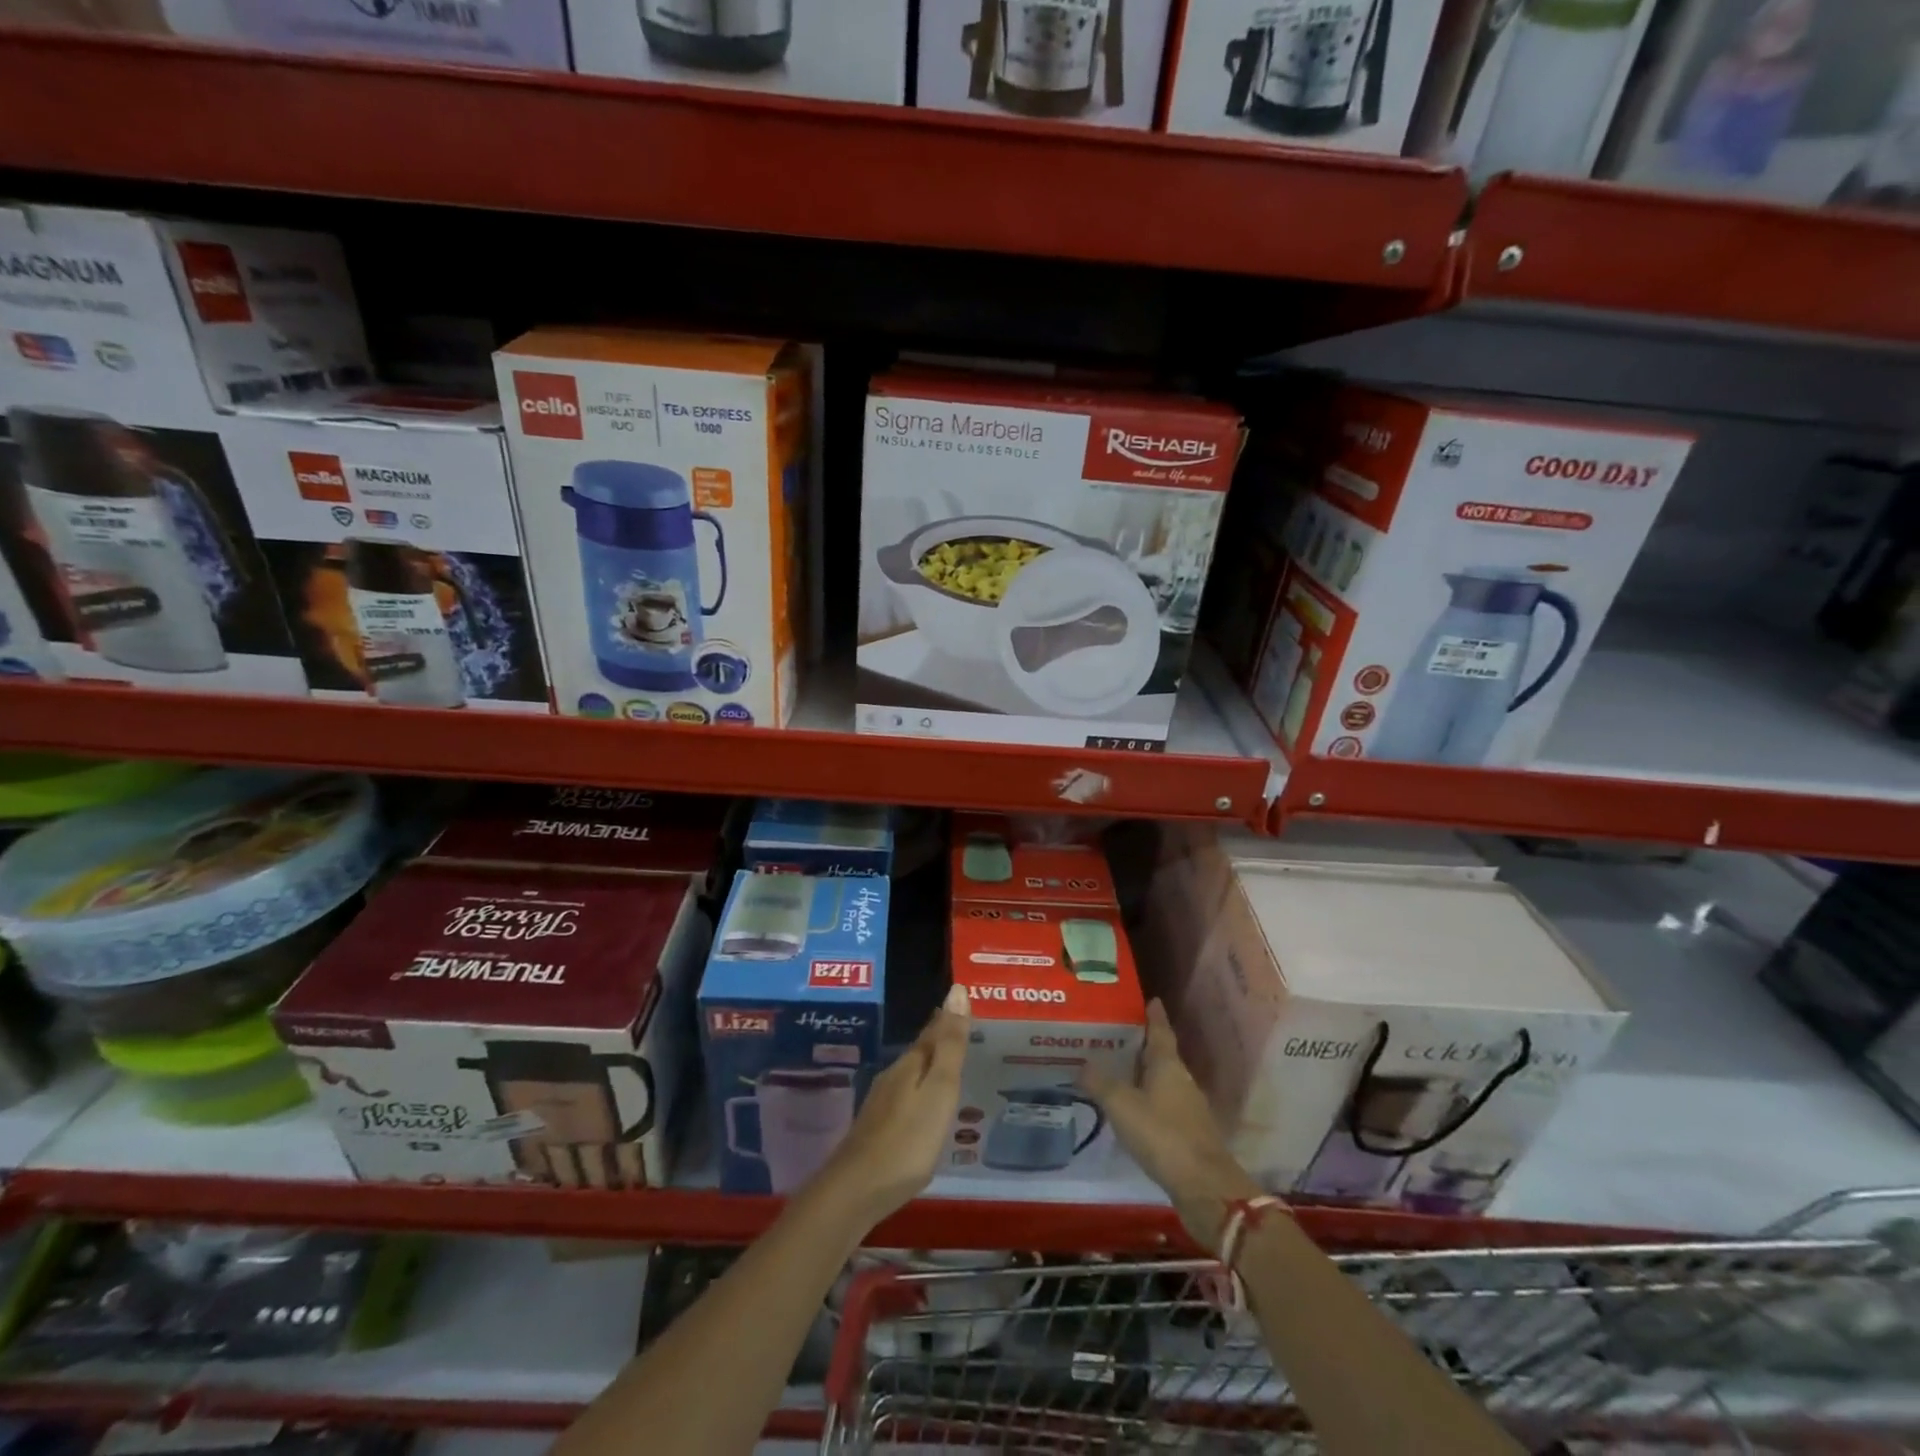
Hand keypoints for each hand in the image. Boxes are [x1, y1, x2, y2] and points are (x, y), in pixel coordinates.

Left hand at [816, 983, 969, 1227]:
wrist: (855, 1190)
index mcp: (911, 1065)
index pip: (933, 1031)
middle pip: (921, 1051)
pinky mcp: (877, 1129)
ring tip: (950, 1066)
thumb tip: (957, 990)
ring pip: (912, 1075)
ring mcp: (882, 1104)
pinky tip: (925, 1106)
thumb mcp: (939, 1090)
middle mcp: (894, 1077)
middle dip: (940, 1039)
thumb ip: (950, 1045)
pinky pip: (906, 1098)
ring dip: (930, 1066)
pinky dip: (920, 1092)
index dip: (949, 1017)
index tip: (963, 1001)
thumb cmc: (907, 1139)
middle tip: (963, 1030)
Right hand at [1079, 998, 1263, 1250]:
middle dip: (1142, 1046)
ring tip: (1119, 1071)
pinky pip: (1165, 1106)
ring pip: (1164, 1082)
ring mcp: (1189, 1108)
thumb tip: (1082, 1064)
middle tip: (1116, 1036)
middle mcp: (1182, 1080)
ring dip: (1145, 1075)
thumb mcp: (1122, 1106)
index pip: (1160, 1031)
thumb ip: (1101, 1083)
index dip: (1154, 1016)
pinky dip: (1149, 1101)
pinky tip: (1133, 1109)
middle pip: (1162, 1055)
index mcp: (1168, 1065)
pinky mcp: (1190, 1134)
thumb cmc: (1162, 1134)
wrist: (1205, 1186)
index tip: (1151, 1000)